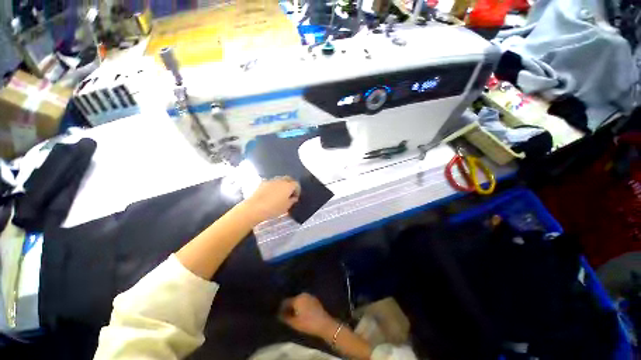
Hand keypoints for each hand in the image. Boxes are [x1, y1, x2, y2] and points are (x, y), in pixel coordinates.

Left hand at [243, 177, 299, 223]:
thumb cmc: (273, 209)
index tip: (295, 197)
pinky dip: (274, 186)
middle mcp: (281, 180)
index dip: (297, 191)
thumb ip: (292, 201)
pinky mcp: (263, 182)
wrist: (254, 208)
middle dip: (291, 185)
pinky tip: (271, 194)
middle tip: (289, 193)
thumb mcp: (286, 207)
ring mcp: (271, 180)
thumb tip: (293, 198)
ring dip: (282, 185)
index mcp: (289, 186)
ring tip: (280, 194)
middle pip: (289, 179)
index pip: (297, 185)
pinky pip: (272, 182)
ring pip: (280, 180)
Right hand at [280, 293, 338, 340]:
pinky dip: (302, 306)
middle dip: (289, 306)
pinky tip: (301, 313)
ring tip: (293, 315)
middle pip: (293, 299)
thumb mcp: (295, 323)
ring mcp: (310, 296)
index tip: (278, 314)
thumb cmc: (308, 323)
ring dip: (296, 306)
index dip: (281, 308)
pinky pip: (305, 301)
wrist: (324, 324)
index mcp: (297, 298)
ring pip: (299, 300)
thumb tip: (279, 314)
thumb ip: (285, 318)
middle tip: (285, 315)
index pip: (286, 301)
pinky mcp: (315, 300)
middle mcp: (303, 294)